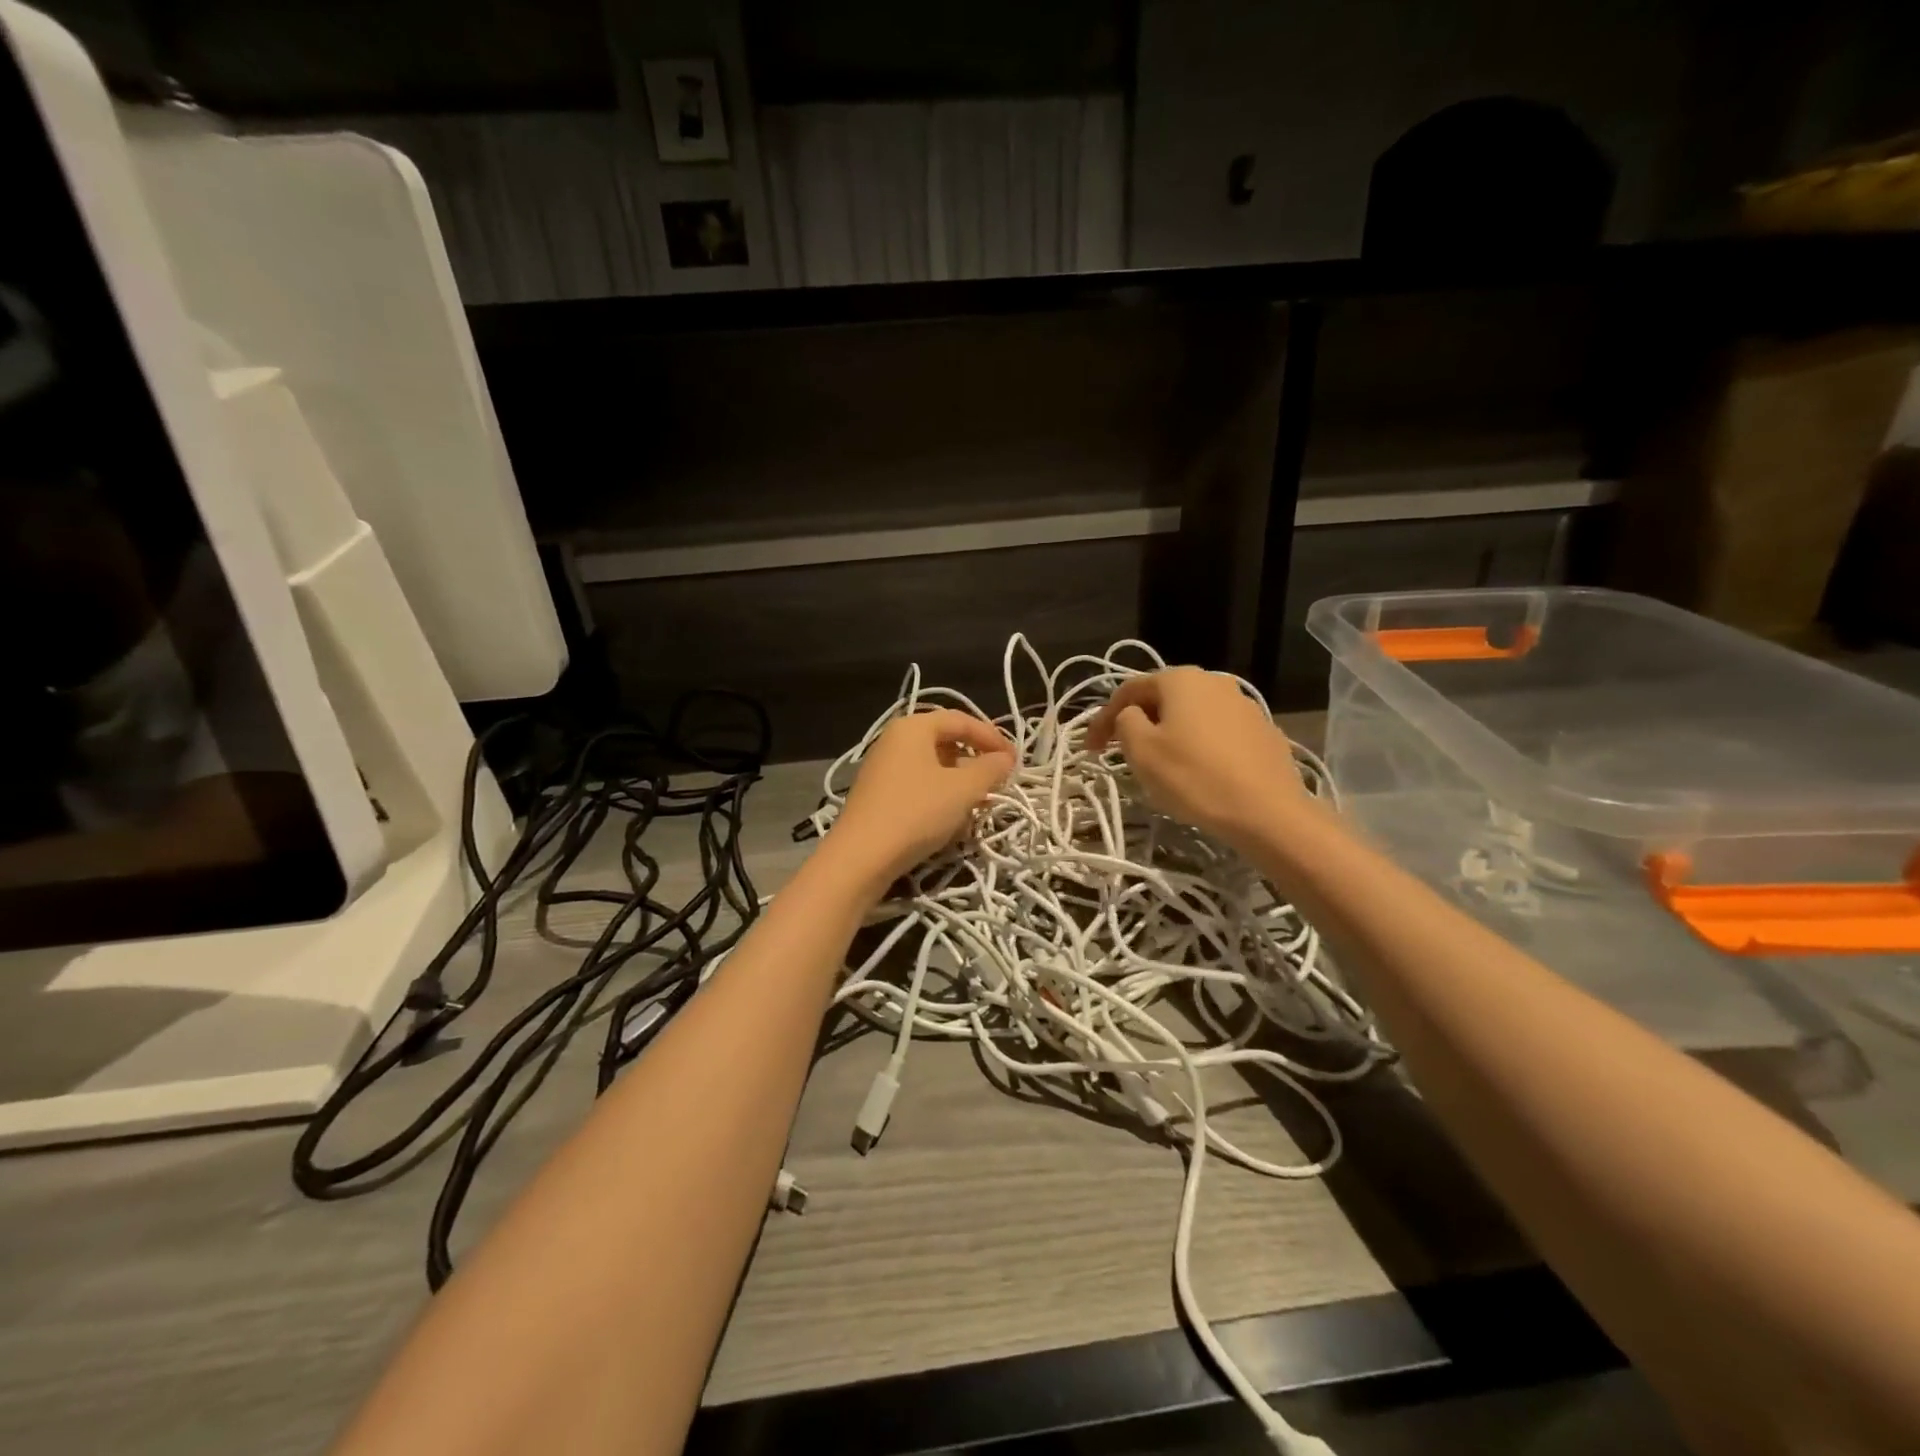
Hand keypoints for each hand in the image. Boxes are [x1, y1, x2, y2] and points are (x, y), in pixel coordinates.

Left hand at [826, 710, 1015, 886]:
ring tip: (981, 800)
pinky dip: (940, 793)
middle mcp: (894, 739)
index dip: (992, 737)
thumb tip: (1005, 759)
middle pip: (945, 740)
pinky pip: (918, 783)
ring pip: (932, 764)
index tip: (1014, 761)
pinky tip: (953, 816)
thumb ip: (990, 769)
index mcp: (913, 727)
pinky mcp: (878, 794)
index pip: (961, 720)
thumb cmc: (917, 812)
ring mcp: (882, 767)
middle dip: (976, 759)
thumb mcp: (963, 789)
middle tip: (999, 779)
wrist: (861, 857)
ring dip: (960, 779)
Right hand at [1085, 667, 1307, 848]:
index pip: (1129, 690)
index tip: (1089, 749)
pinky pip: (1217, 733)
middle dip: (1138, 722)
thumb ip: (1125, 722)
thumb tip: (1131, 716)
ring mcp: (1244, 705)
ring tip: (1159, 763)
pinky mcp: (1263, 732)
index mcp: (1181, 679)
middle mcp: (1214, 681)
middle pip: (1163, 698)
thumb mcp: (1141, 750)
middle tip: (1121, 752)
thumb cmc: (1193, 777)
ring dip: (1169, 733)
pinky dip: (1198, 746)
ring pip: (1192, 715)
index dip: (1102, 718)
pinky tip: (1197, 771)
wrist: (1267, 811)